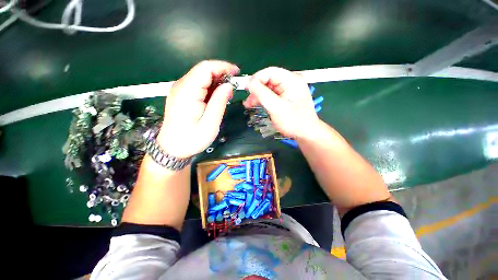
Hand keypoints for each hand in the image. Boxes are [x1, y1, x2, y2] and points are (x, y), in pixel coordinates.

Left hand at [157, 60, 239, 157]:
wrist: (172, 148)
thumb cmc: (192, 139)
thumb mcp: (210, 123)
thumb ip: (219, 102)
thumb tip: (229, 86)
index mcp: (188, 92)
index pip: (205, 68)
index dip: (223, 67)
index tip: (237, 73)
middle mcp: (181, 86)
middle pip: (203, 70)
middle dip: (221, 74)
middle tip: (234, 87)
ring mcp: (180, 90)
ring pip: (201, 77)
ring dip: (217, 82)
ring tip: (228, 94)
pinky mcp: (182, 95)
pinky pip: (198, 85)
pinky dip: (210, 88)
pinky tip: (217, 97)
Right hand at [243, 67, 319, 138]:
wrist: (305, 134)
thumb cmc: (293, 121)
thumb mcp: (276, 107)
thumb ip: (262, 94)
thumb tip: (249, 82)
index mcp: (291, 80)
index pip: (270, 72)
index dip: (256, 78)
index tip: (246, 88)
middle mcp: (290, 82)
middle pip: (268, 80)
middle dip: (256, 89)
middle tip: (247, 99)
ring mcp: (288, 90)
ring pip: (268, 88)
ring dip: (258, 95)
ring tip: (248, 104)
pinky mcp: (285, 98)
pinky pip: (271, 95)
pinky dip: (263, 100)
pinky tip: (256, 104)